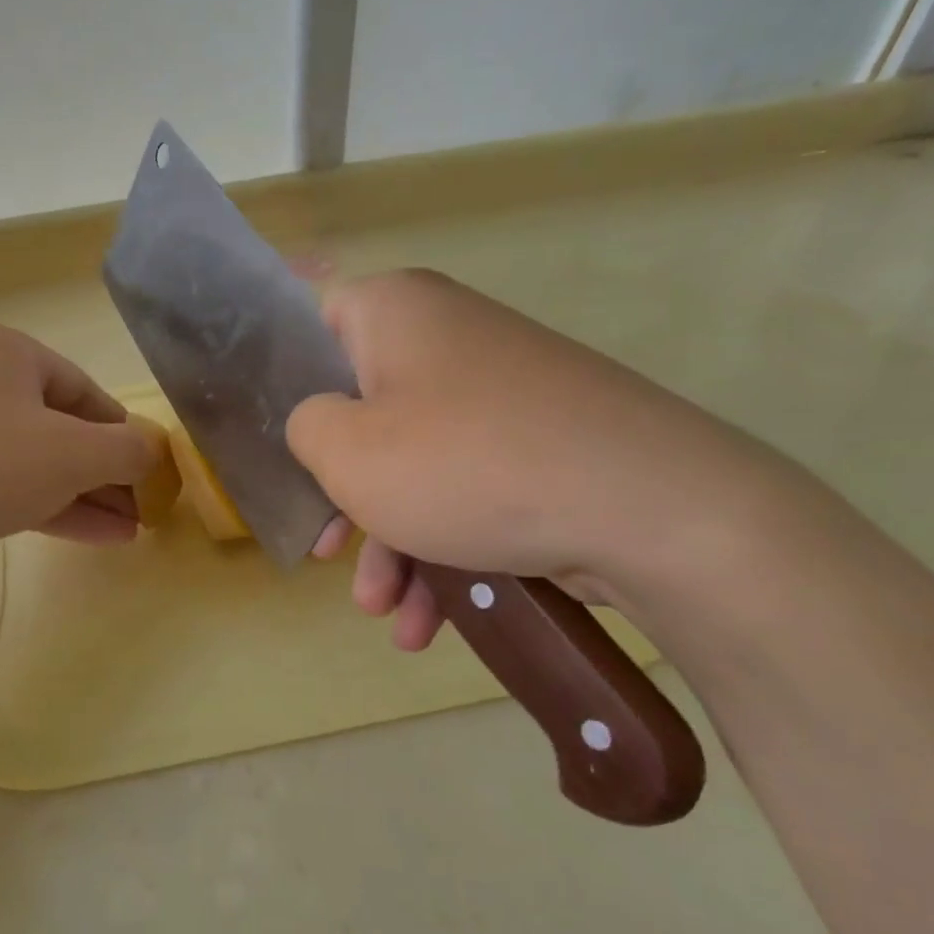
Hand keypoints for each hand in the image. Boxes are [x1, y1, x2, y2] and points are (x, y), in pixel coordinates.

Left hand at [0, 322, 156, 597]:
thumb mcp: (76, 452)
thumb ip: (128, 449)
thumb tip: (153, 452)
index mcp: (7, 353)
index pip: (85, 391)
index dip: (124, 432)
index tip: (151, 469)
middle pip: (63, 428)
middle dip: (108, 472)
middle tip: (144, 506)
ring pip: (39, 463)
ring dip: (88, 495)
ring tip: (133, 528)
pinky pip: (12, 488)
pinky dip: (55, 508)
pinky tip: (101, 536)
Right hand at [287, 270, 771, 650]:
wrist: (652, 509)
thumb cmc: (466, 465)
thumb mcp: (347, 451)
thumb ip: (304, 427)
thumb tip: (321, 424)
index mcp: (397, 312)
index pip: (315, 324)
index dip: (286, 383)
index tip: (281, 446)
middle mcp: (448, 337)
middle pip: (364, 411)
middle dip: (344, 496)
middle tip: (327, 552)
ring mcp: (500, 392)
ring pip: (415, 462)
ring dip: (392, 544)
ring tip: (386, 614)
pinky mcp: (538, 443)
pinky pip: (465, 485)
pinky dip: (443, 547)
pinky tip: (432, 621)